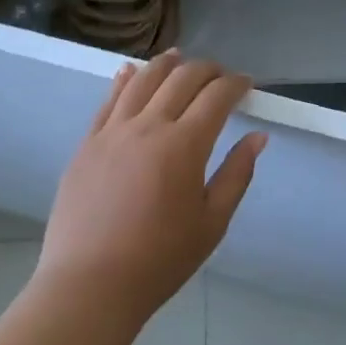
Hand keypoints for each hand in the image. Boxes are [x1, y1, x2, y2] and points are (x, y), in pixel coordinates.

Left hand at [36, 52, 264, 326]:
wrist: (89, 286)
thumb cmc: (159, 260)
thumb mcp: (212, 223)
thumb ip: (237, 174)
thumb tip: (258, 137)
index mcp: (184, 145)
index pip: (216, 96)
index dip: (235, 84)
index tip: (247, 84)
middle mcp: (148, 126)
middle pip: (182, 78)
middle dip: (207, 70)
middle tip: (220, 76)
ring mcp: (112, 131)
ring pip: (143, 80)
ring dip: (166, 64)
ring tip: (180, 57)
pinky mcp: (87, 143)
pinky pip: (108, 100)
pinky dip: (124, 80)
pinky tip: (131, 71)